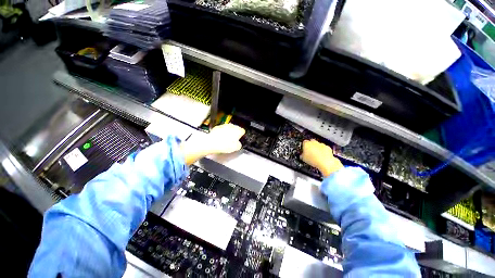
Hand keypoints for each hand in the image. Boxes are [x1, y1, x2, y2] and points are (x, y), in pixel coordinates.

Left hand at [180, 124, 244, 164]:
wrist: (212, 143)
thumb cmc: (224, 145)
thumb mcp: (236, 148)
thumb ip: (239, 144)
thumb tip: (238, 144)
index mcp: (238, 130)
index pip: (243, 131)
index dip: (241, 136)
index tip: (240, 139)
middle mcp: (231, 126)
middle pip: (236, 129)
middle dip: (235, 133)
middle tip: (233, 140)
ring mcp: (224, 126)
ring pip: (228, 128)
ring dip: (228, 133)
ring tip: (226, 140)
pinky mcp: (217, 127)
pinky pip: (221, 129)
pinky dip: (221, 133)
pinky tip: (220, 139)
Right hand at [301, 139, 343, 176]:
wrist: (325, 162)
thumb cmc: (313, 160)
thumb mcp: (303, 159)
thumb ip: (302, 155)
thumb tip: (302, 155)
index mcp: (306, 144)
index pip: (304, 142)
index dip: (304, 146)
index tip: (304, 150)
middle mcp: (314, 142)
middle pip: (311, 142)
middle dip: (311, 146)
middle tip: (310, 152)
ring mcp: (321, 144)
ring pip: (318, 145)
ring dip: (317, 148)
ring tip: (316, 155)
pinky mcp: (327, 147)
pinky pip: (324, 148)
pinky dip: (323, 151)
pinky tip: (322, 156)